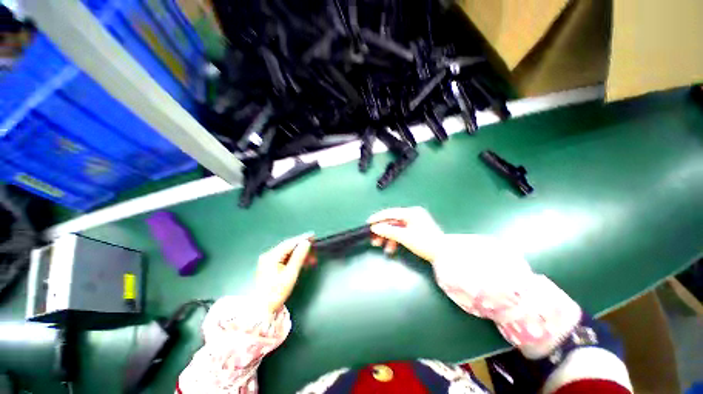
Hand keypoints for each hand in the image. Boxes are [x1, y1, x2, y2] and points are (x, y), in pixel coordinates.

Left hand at [255, 233, 311, 313]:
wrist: (262, 309)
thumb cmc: (276, 292)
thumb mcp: (290, 274)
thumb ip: (298, 257)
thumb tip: (306, 243)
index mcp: (271, 256)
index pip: (289, 243)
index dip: (302, 239)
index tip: (313, 236)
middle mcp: (268, 255)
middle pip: (289, 247)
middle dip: (303, 248)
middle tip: (315, 250)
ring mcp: (269, 260)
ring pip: (288, 253)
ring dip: (300, 255)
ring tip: (312, 260)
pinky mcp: (271, 266)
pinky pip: (285, 258)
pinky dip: (295, 259)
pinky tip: (303, 263)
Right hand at [367, 207, 443, 261]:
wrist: (444, 255)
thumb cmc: (425, 243)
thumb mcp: (405, 237)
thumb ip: (388, 231)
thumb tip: (374, 227)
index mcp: (411, 212)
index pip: (390, 213)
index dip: (378, 218)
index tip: (368, 223)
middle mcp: (412, 214)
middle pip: (392, 221)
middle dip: (382, 230)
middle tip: (373, 239)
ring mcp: (414, 222)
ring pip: (395, 227)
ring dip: (387, 236)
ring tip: (380, 245)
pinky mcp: (415, 229)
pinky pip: (401, 232)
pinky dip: (394, 239)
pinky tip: (390, 247)